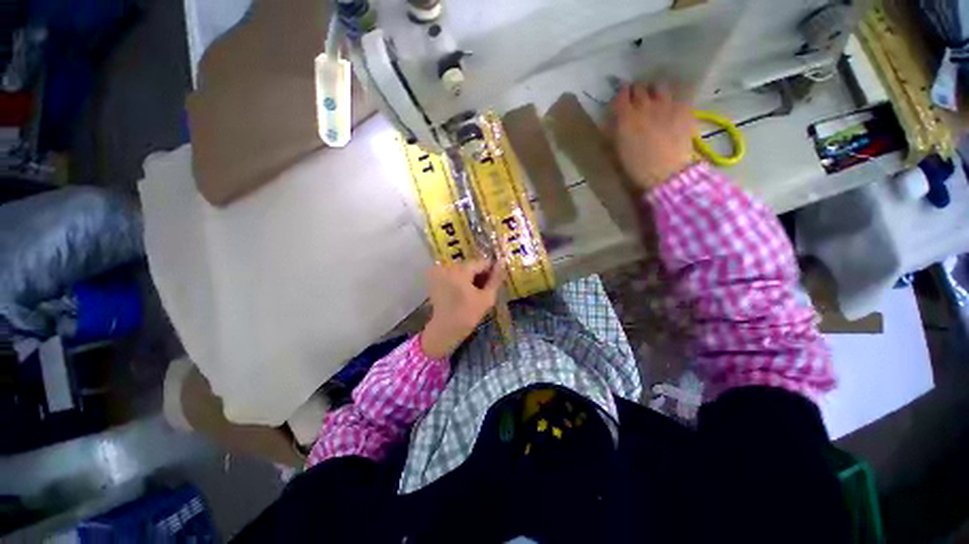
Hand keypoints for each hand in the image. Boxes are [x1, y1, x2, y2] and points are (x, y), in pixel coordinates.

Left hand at [421, 259, 503, 358]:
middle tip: (487, 289)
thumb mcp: (486, 298)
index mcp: (461, 270)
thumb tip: (502, 263)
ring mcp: (440, 272)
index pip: (482, 262)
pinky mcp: (436, 279)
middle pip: (471, 265)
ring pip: (463, 270)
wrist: (444, 331)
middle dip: (481, 274)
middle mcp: (449, 266)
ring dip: (471, 278)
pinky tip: (466, 293)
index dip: (492, 270)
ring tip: (477, 293)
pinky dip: (461, 280)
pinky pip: (454, 274)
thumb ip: (495, 279)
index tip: (497, 281)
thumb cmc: (467, 315)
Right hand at [611, 82, 696, 190]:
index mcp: (626, 117)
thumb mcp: (618, 151)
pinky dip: (672, 100)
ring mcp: (666, 104)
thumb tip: (611, 122)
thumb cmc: (636, 167)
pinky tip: (671, 109)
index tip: (621, 100)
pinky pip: (677, 96)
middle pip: (640, 87)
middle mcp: (645, 105)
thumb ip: (613, 133)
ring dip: (655, 91)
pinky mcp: (684, 108)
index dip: (621, 96)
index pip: (621, 95)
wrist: (666, 172)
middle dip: (637, 92)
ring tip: (655, 99)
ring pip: (660, 86)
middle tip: (637, 100)